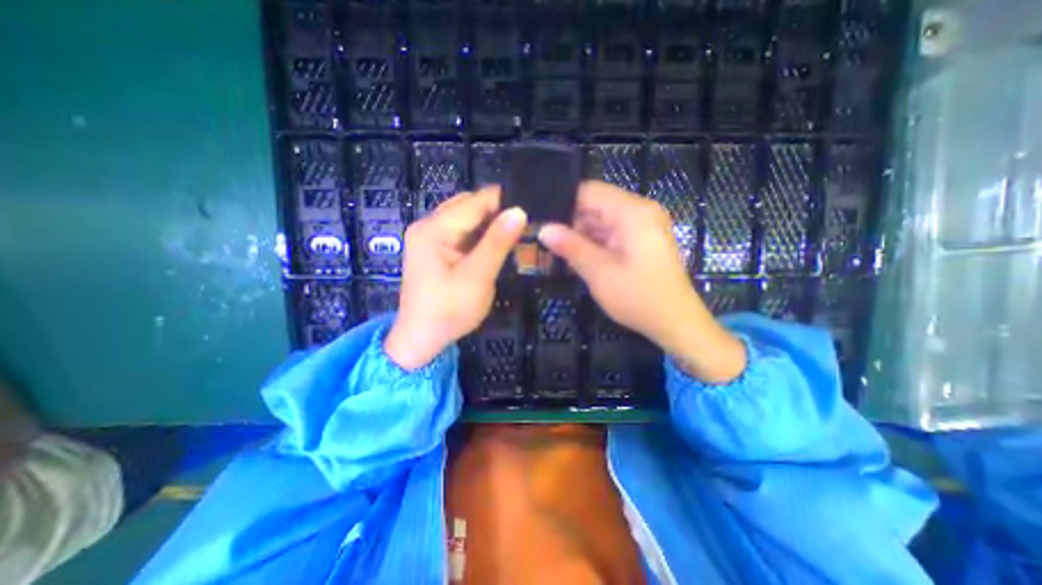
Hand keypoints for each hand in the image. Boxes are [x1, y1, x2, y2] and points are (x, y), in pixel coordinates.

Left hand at [383, 187, 530, 370]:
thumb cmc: (448, 311)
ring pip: (466, 218)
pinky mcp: (434, 248)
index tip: (531, 208)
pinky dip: (480, 235)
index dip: (504, 201)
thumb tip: (519, 211)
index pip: (475, 202)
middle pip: (469, 205)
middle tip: (525, 225)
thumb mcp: (477, 277)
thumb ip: (497, 243)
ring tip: (515, 233)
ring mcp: (429, 236)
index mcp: (434, 229)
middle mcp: (428, 225)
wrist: (421, 339)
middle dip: (497, 212)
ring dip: (490, 224)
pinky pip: (461, 232)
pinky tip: (495, 244)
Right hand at [542, 184, 745, 383]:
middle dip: (570, 222)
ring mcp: (643, 226)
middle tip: (543, 239)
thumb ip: (570, 247)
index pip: (589, 192)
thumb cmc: (638, 297)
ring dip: (580, 235)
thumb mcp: (599, 272)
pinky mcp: (642, 240)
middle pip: (596, 206)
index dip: (563, 204)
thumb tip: (543, 229)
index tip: (541, 220)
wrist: (676, 323)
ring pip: (602, 221)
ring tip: (553, 249)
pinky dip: (594, 243)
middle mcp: (640, 211)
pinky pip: (612, 233)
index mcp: (632, 212)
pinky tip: (576, 256)